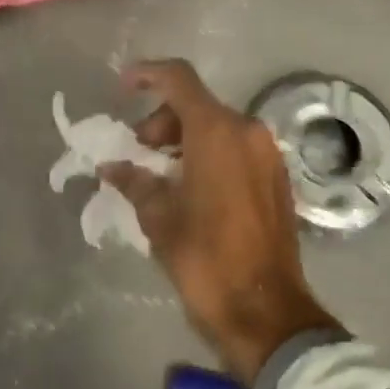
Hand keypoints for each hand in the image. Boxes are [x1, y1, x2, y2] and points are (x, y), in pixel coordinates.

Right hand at [99, 59, 341, 386]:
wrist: (267, 313)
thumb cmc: (206, 260)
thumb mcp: (159, 219)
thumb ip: (135, 181)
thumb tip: (112, 167)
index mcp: (217, 131)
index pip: (179, 79)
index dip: (147, 74)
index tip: (123, 87)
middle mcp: (247, 131)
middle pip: (197, 105)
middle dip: (162, 122)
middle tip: (138, 155)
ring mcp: (268, 154)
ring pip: (217, 127)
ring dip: (184, 140)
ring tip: (160, 177)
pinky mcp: (277, 177)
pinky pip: (236, 148)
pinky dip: (209, 155)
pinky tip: (190, 189)